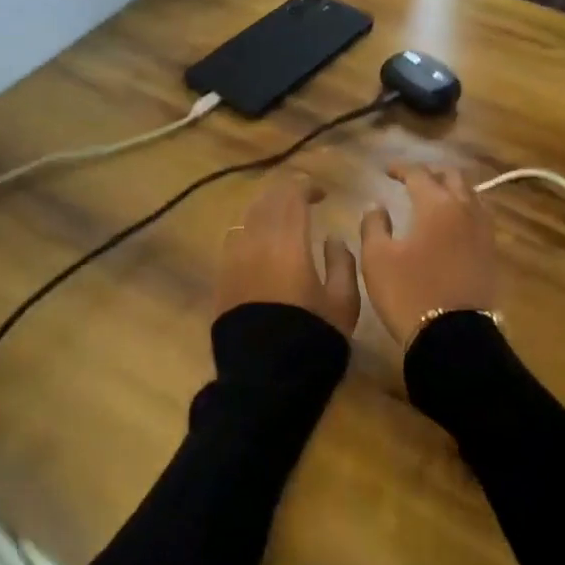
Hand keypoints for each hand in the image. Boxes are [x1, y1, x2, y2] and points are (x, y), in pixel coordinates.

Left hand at [215, 174, 360, 335]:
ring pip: (246, 217)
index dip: (307, 186)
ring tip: (281, 218)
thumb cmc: (312, 337)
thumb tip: (333, 238)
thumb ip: (342, 262)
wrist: (266, 377)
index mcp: (288, 242)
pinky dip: (249, 231)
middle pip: (266, 200)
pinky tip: (260, 243)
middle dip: (285, 193)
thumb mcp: (343, 302)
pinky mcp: (221, 278)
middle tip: (303, 198)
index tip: (322, 193)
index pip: (292, 195)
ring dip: (266, 209)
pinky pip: (233, 240)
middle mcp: (256, 241)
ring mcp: (233, 259)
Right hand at [359, 163, 497, 348]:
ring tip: (435, 197)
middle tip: (413, 179)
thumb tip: (376, 205)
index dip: (401, 168)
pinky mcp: (492, 253)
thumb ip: (374, 225)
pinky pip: (479, 217)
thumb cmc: (409, 293)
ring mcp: (483, 231)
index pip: (419, 174)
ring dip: (452, 189)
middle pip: (453, 177)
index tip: (386, 171)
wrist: (454, 336)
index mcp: (436, 204)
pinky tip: (452, 223)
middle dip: (432, 173)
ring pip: (471, 195)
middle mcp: (465, 209)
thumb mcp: (377, 259)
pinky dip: (464, 210)